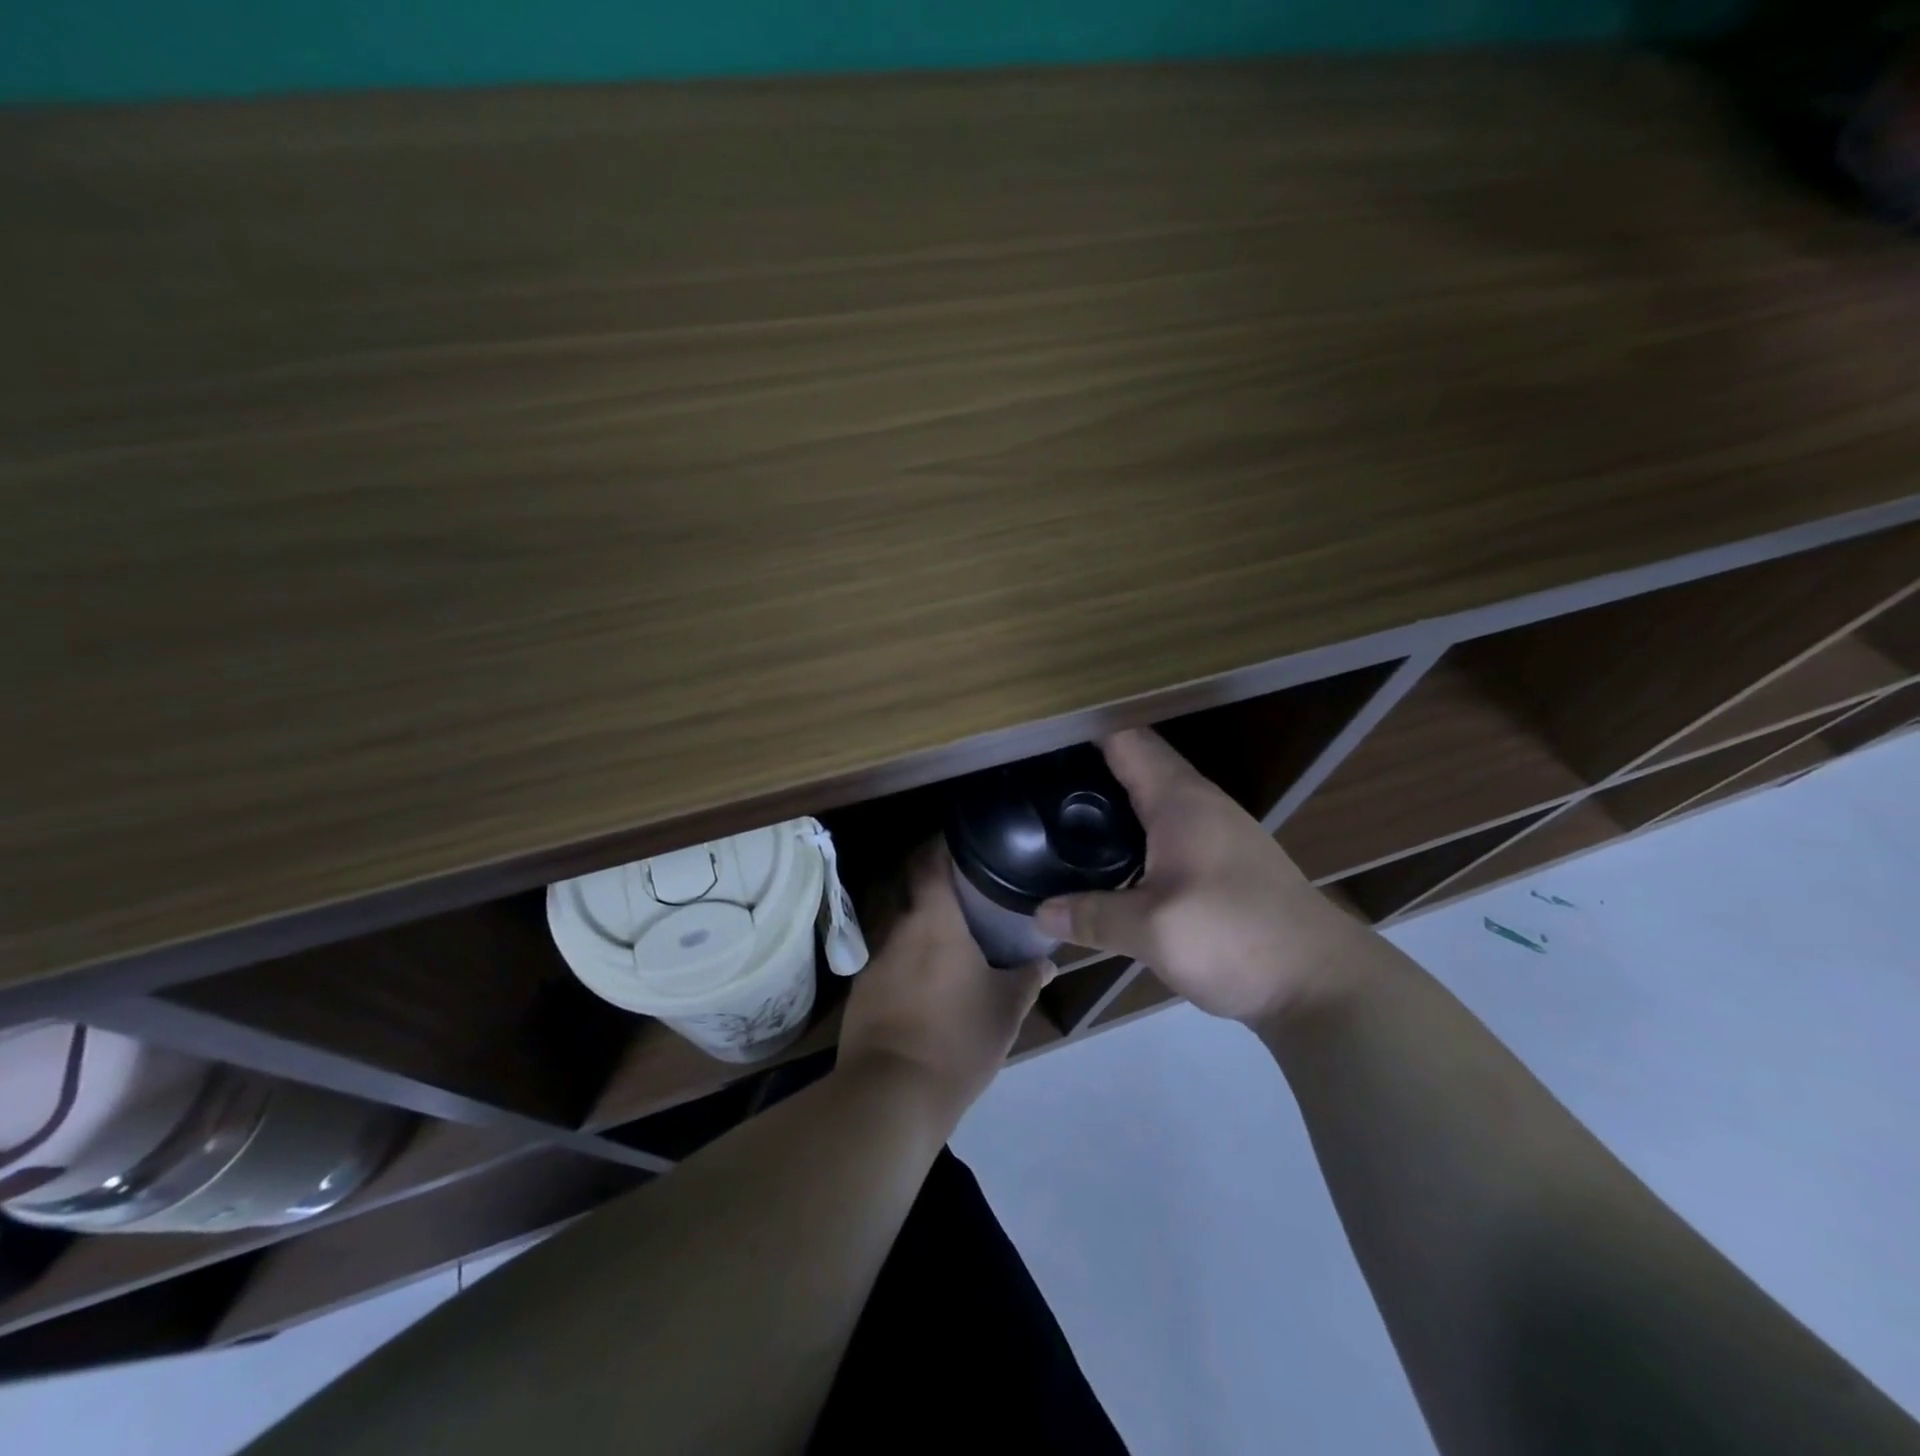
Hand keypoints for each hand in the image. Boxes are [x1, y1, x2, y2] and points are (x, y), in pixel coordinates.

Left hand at [838, 842, 1051, 1117]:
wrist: (890, 1094)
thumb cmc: (957, 1039)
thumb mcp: (1006, 1010)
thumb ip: (1027, 979)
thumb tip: (1047, 962)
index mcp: (933, 921)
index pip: (929, 862)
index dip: (940, 844)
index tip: (958, 838)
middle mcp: (896, 929)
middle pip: (902, 885)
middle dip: (922, 877)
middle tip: (953, 883)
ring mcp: (872, 960)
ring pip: (890, 921)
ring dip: (909, 917)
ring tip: (938, 929)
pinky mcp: (859, 991)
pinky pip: (882, 956)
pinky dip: (899, 953)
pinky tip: (917, 974)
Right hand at [1034, 728, 1368, 1025]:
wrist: (1321, 982)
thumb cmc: (1235, 937)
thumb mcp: (1153, 931)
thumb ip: (1093, 916)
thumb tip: (1040, 913)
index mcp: (1179, 800)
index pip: (1126, 740)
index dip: (1082, 733)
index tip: (1037, 743)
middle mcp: (1199, 803)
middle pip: (1138, 764)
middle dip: (1089, 768)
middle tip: (1038, 784)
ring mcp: (1217, 830)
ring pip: (1153, 798)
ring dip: (1113, 801)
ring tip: (1064, 817)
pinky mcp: (1224, 861)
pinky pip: (1167, 827)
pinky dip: (1134, 830)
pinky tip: (1112, 859)